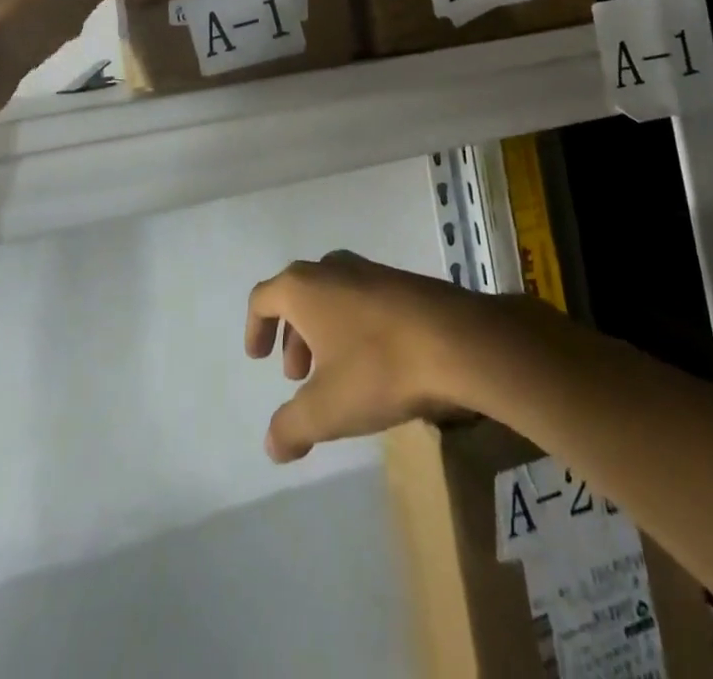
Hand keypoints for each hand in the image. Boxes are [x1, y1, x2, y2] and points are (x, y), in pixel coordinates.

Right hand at [245, 251, 500, 462]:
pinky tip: (374, 363)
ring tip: (335, 374)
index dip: (255, 328)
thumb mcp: (326, 409)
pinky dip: (355, 327)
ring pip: (333, 297)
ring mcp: (371, 270)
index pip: (263, 298)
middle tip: (298, 376)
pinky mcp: (403, 282)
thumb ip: (291, 427)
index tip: (259, 358)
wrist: (456, 340)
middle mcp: (332, 268)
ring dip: (324, 333)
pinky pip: (364, 300)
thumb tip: (272, 444)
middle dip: (293, 336)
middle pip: (298, 295)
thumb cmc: (378, 367)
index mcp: (303, 287)